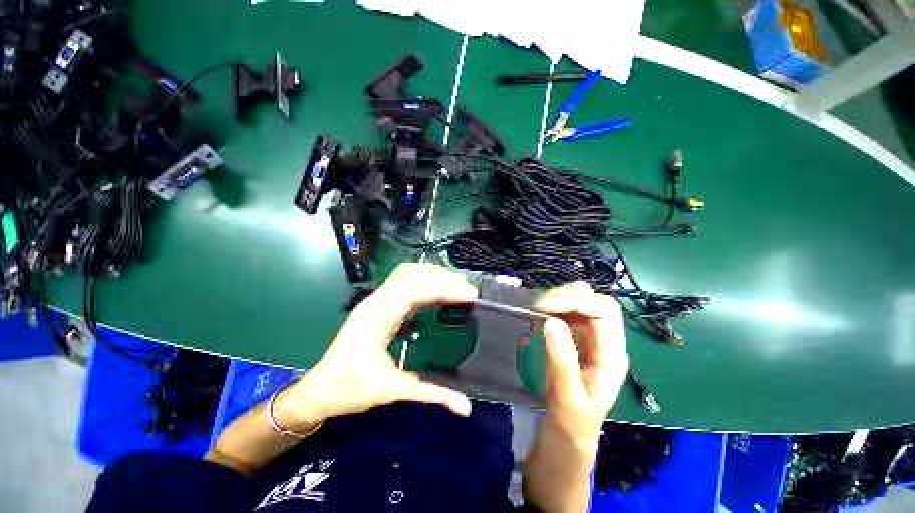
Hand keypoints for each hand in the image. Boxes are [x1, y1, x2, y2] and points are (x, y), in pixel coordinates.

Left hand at [275, 263, 476, 430]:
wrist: (318, 390)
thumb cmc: (350, 389)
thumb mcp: (392, 390)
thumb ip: (431, 394)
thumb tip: (465, 407)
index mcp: (377, 317)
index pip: (415, 291)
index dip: (444, 289)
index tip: (469, 293)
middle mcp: (375, 301)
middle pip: (411, 275)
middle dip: (441, 277)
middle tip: (466, 286)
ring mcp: (374, 300)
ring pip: (405, 273)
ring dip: (431, 273)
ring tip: (455, 282)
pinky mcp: (376, 304)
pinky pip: (401, 281)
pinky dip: (421, 279)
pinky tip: (434, 289)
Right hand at [535, 281, 628, 445]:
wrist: (570, 431)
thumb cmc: (573, 420)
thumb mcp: (567, 396)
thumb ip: (561, 360)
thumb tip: (551, 320)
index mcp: (612, 354)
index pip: (605, 310)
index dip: (577, 300)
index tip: (546, 306)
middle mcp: (605, 339)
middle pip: (594, 299)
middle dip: (566, 296)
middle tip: (537, 306)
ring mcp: (591, 335)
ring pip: (580, 300)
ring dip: (558, 299)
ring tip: (536, 309)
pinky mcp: (577, 335)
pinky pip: (567, 310)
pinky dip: (553, 306)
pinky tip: (539, 314)